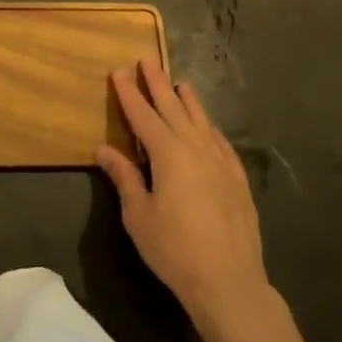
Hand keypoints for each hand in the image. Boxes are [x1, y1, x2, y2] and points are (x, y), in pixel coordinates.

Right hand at [96, 60, 275, 341]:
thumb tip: (104, 149)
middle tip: (147, 60)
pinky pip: (220, 140)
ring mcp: (220, 161)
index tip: (118, 71)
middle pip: (173, 107)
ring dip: (187, 100)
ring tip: (179, 83)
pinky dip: (209, 126)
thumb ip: (124, 177)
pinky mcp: (237, 178)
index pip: (143, 114)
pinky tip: (207, 125)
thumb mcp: (138, 215)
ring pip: (201, 119)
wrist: (229, 282)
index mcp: (168, 153)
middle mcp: (195, 147)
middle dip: (157, 83)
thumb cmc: (175, 249)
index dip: (129, 92)